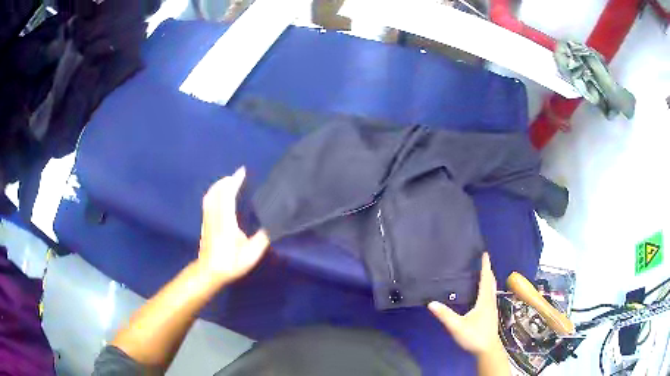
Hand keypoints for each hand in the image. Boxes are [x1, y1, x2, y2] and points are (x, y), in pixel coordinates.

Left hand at [198, 167, 269, 284]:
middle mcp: (215, 216)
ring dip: (220, 184)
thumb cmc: (230, 264)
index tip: (242, 171)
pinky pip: (208, 201)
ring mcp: (208, 219)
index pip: (228, 195)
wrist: (209, 272)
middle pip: (217, 191)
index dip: (234, 181)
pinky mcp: (205, 222)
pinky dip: (214, 192)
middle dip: (227, 180)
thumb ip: (263, 238)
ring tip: (230, 181)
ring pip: (210, 195)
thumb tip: (274, 224)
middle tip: (238, 175)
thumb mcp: (251, 255)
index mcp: (227, 222)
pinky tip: (219, 194)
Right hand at [428, 253, 502, 355]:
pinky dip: (488, 287)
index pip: (485, 279)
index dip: (485, 266)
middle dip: (488, 270)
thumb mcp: (457, 327)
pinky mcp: (491, 313)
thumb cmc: (474, 337)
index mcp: (484, 301)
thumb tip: (431, 303)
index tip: (485, 254)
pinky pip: (490, 294)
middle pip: (491, 282)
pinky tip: (483, 292)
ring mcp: (492, 307)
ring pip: (492, 288)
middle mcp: (490, 301)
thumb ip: (445, 315)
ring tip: (483, 272)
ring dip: (488, 278)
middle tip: (483, 260)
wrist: (487, 350)